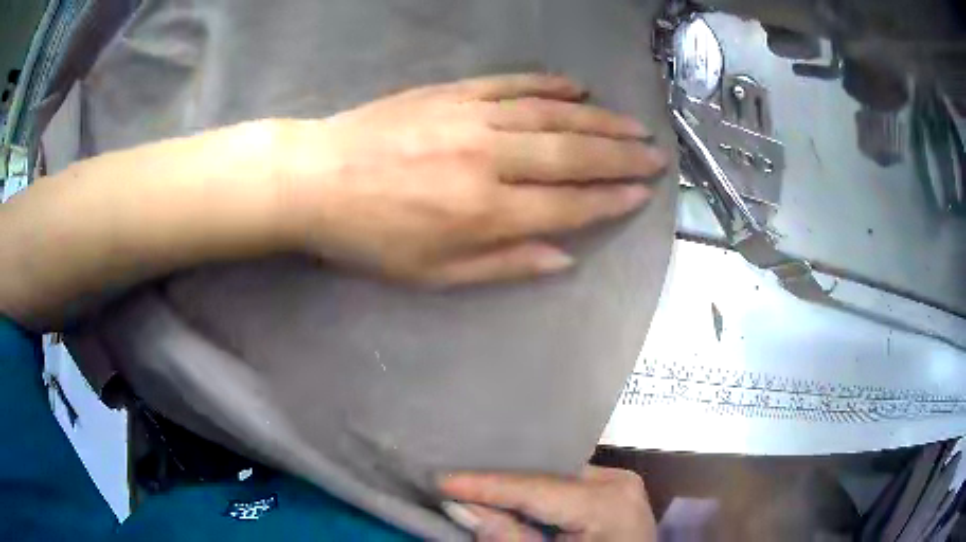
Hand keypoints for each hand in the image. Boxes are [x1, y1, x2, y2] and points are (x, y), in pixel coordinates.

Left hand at [276, 74, 667, 286]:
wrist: (317, 179)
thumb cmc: (371, 237)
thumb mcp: (433, 274)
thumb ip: (503, 265)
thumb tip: (563, 257)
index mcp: (484, 213)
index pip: (568, 206)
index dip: (610, 201)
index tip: (642, 194)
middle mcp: (489, 160)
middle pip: (572, 156)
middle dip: (621, 157)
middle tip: (655, 155)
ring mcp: (472, 118)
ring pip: (552, 116)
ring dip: (598, 121)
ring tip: (632, 125)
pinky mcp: (453, 93)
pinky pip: (512, 85)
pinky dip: (549, 85)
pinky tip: (577, 89)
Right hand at [440, 466, 656, 540]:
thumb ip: (510, 539)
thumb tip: (463, 507)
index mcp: (608, 501)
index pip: (534, 487)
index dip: (483, 484)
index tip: (438, 478)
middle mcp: (616, 480)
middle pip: (543, 476)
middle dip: (495, 481)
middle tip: (447, 475)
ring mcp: (617, 483)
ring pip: (552, 476)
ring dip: (512, 485)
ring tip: (467, 479)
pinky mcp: (612, 492)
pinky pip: (564, 485)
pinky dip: (534, 493)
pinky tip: (504, 492)